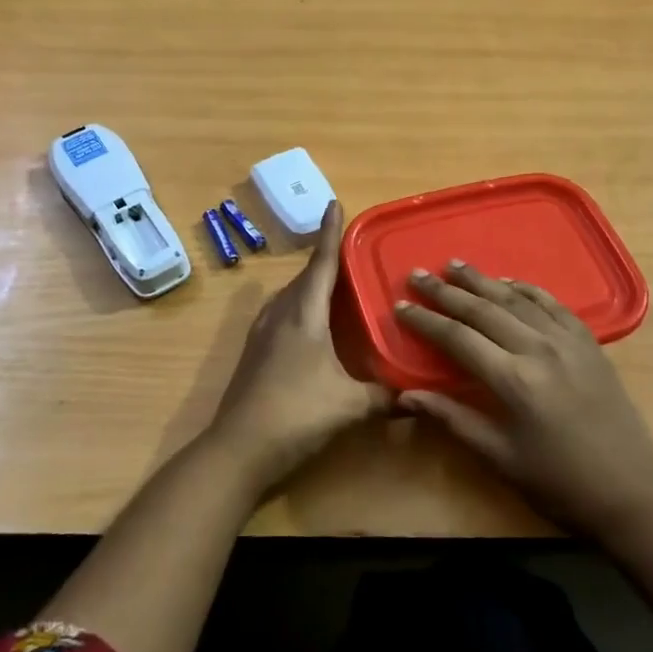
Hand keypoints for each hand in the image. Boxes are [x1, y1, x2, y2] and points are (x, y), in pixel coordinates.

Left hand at [206, 201, 391, 493]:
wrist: (238, 449)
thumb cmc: (296, 414)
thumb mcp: (349, 406)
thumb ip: (384, 398)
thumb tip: (414, 397)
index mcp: (303, 314)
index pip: (321, 263)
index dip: (330, 233)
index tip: (333, 202)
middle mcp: (280, 314)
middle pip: (305, 277)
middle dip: (326, 260)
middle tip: (352, 251)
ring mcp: (262, 333)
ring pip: (291, 296)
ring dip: (312, 285)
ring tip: (336, 285)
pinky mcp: (254, 353)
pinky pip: (282, 314)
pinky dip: (301, 308)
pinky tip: (312, 325)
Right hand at [395, 261, 652, 538]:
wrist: (634, 495)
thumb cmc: (559, 484)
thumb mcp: (500, 458)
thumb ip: (452, 419)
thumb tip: (405, 395)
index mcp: (513, 380)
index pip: (457, 338)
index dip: (425, 320)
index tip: (399, 306)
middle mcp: (538, 349)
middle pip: (483, 309)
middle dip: (446, 291)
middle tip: (417, 274)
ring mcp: (568, 342)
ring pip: (516, 299)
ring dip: (482, 280)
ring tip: (454, 265)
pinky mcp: (589, 344)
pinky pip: (552, 304)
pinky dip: (526, 289)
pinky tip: (509, 283)